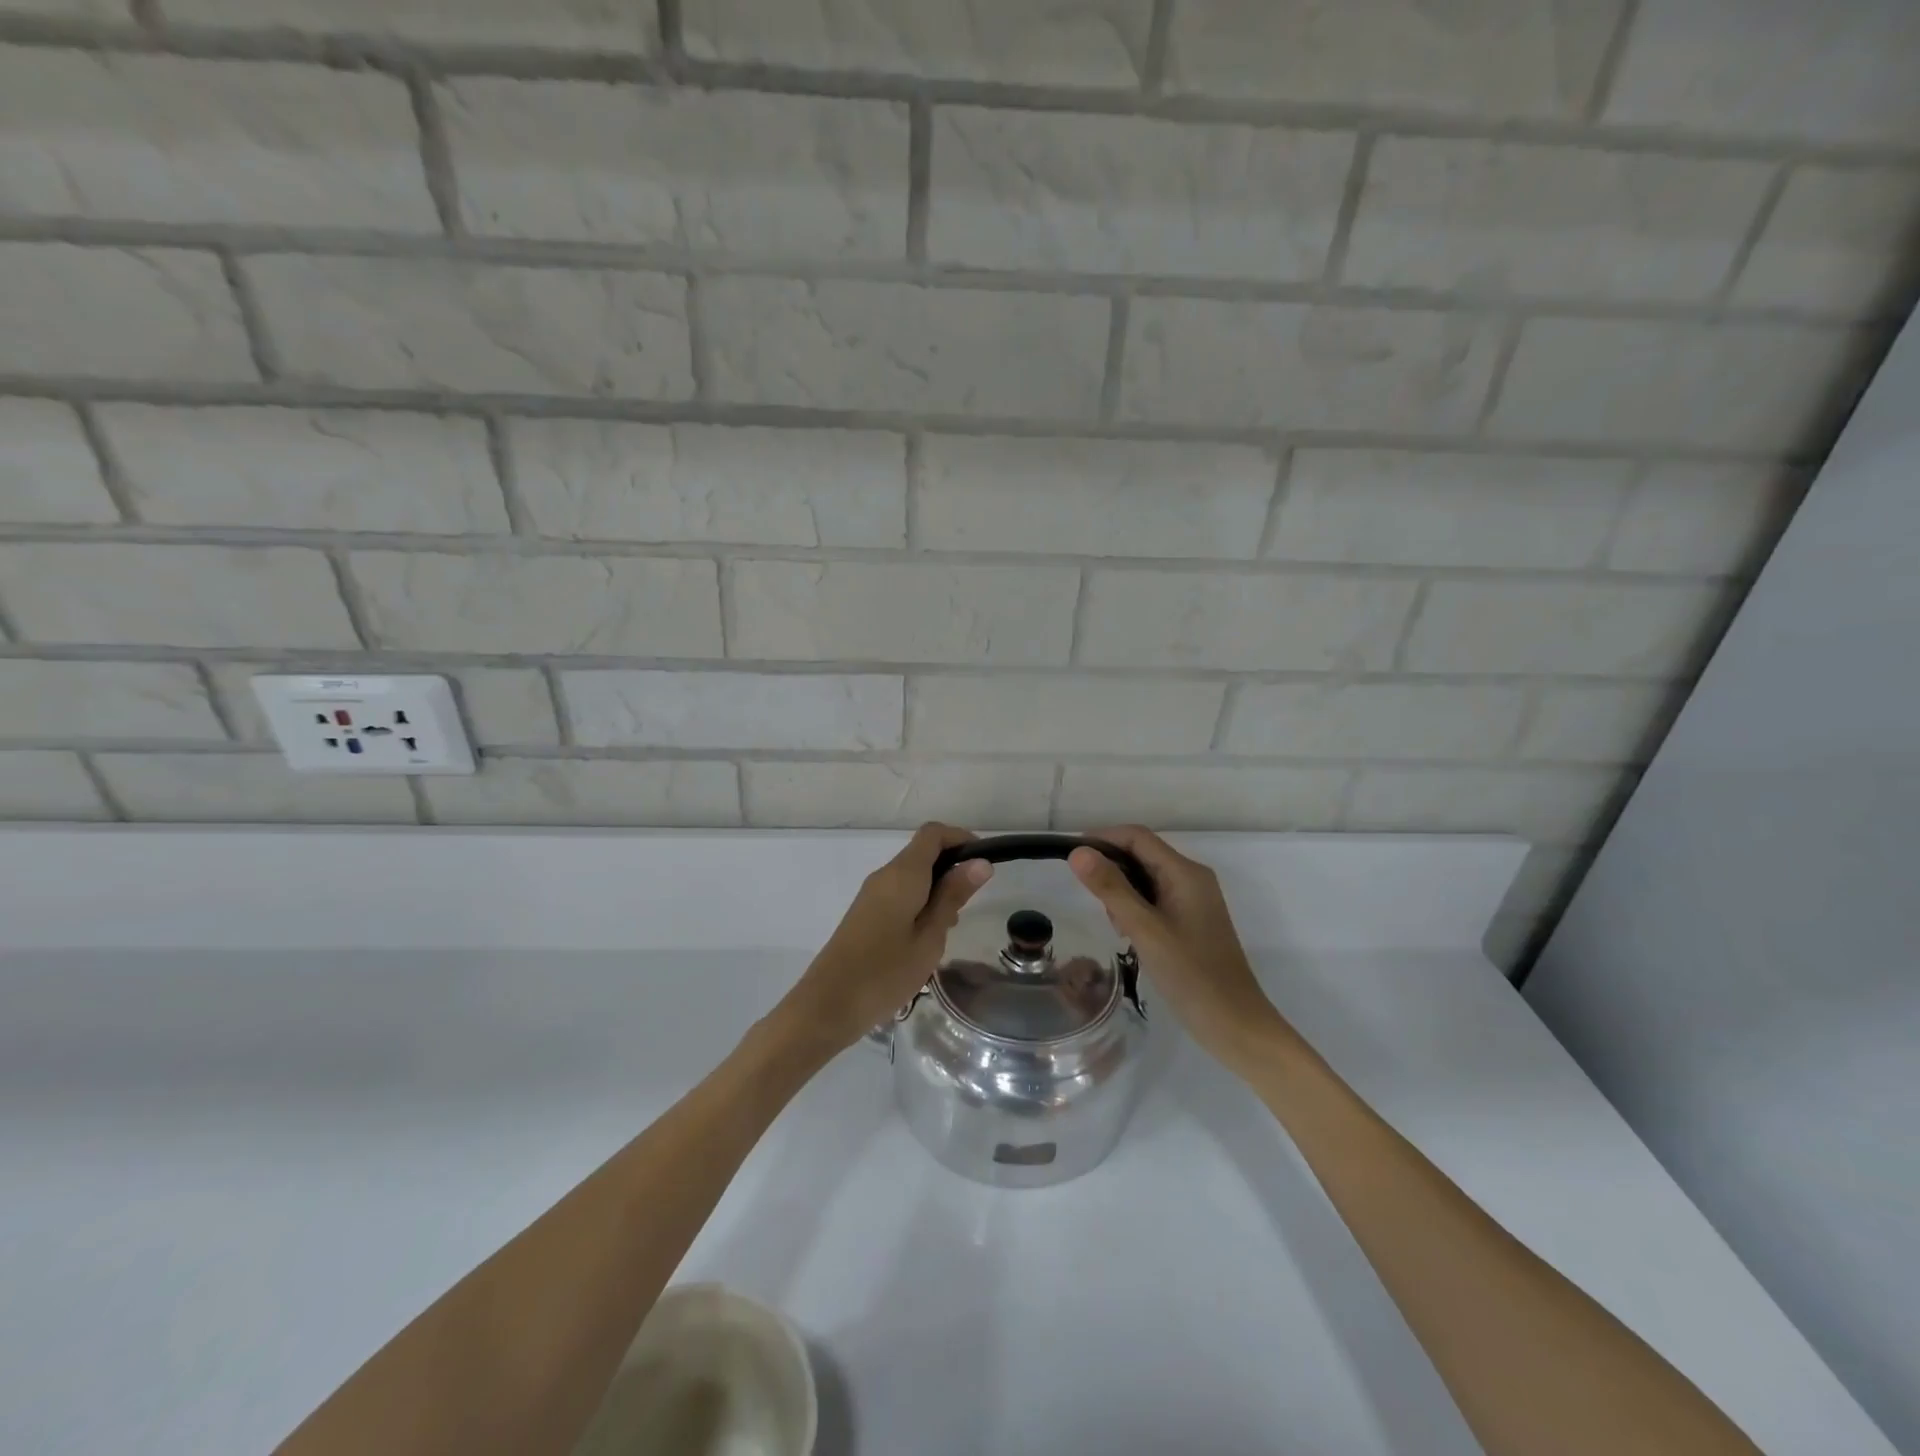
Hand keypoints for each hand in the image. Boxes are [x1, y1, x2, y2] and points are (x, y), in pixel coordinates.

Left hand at [774, 823, 993, 1055]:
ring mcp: (872, 894)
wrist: (828, 1005)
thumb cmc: (885, 972)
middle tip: (970, 905)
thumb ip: (952, 896)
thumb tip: (980, 862)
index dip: (961, 838)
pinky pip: (900, 893)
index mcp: (902, 874)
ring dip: (937, 889)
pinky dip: (921, 903)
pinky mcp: (865, 913)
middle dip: (952, 868)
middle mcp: (885, 875)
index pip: (933, 833)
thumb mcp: (930, 937)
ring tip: (950, 928)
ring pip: (912, 876)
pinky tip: (927, 938)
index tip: (984, 864)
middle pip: (923, 852)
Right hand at [1068, 826, 1297, 1076]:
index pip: (1137, 837)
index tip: (1071, 858)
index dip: (1103, 839)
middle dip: (1112, 870)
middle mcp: (1191, 878)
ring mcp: (1193, 900)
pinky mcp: (1190, 921)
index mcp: (1185, 872)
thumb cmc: (1191, 975)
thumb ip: (1111, 888)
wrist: (1235, 1025)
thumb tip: (1078, 852)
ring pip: (1145, 878)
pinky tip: (1130, 936)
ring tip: (1117, 927)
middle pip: (1141, 854)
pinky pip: (1154, 899)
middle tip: (1095, 903)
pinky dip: (1135, 909)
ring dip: (1122, 892)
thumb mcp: (1144, 930)